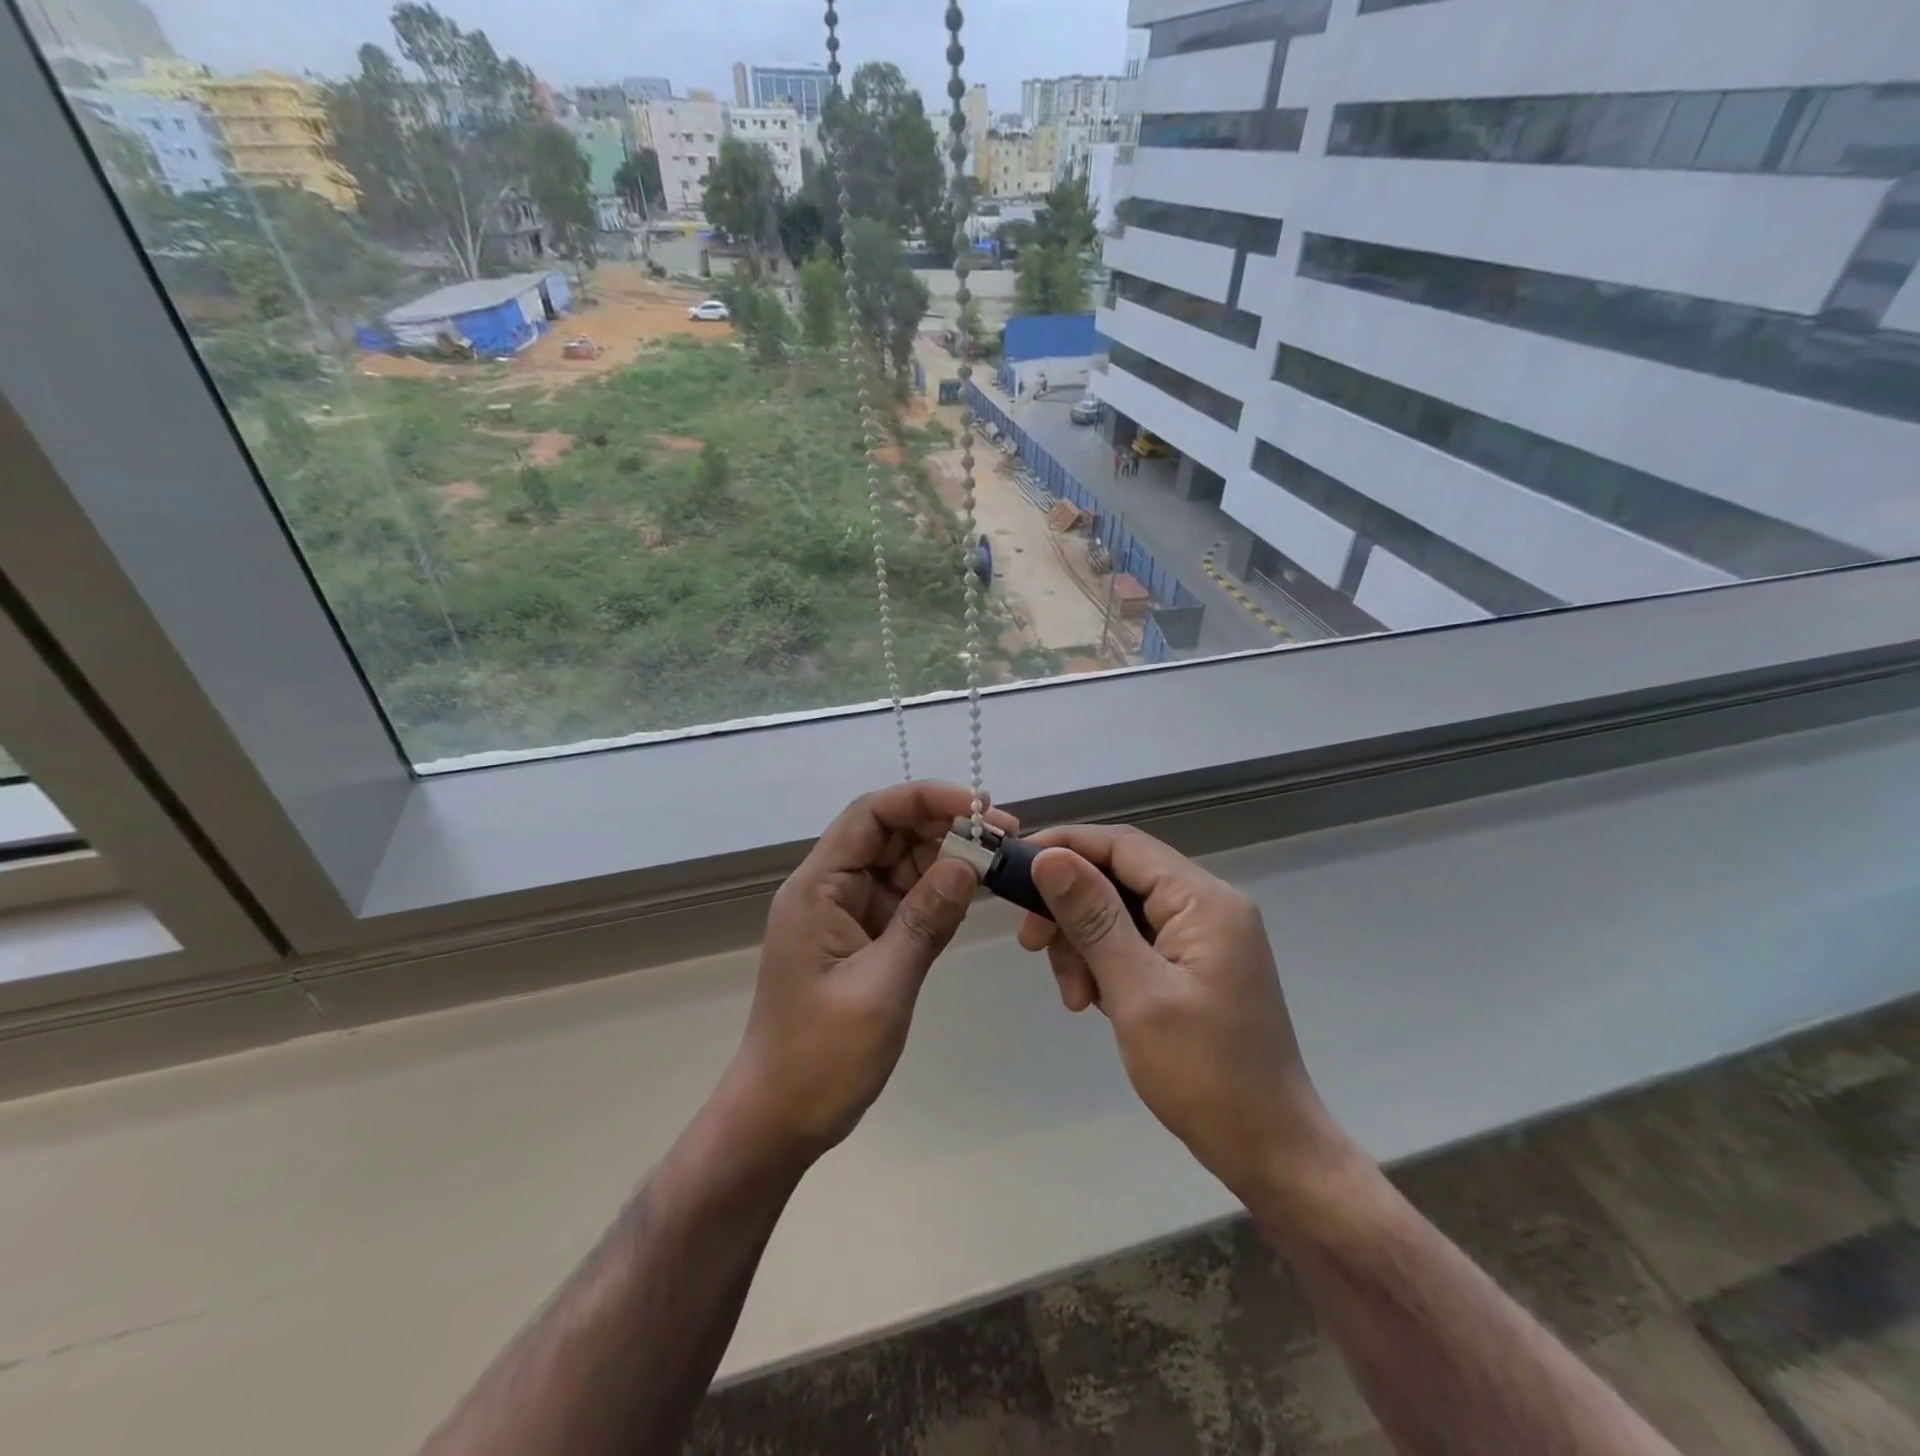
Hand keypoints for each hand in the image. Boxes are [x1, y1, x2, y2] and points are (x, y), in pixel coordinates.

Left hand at [720, 782, 1011, 1168]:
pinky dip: (940, 893)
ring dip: (948, 857)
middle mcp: (832, 889)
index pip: (871, 815)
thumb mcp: (881, 987)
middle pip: (890, 833)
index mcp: (818, 888)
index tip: (980, 806)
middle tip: (1006, 835)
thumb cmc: (820, 1057)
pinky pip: (907, 899)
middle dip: (945, 825)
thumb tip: (968, 863)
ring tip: (999, 861)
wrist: (780, 1119)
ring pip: (903, 863)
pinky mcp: (865, 938)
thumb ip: (925, 920)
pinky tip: (974, 892)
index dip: (925, 798)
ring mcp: (848, 913)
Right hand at [1017, 825, 1346, 1201]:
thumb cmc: (1205, 1074)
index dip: (1065, 846)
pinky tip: (1094, 1001)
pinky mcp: (1194, 965)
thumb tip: (1049, 857)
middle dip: (1070, 908)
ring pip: (1120, 912)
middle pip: (1119, 877)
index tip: (1014, 867)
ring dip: (1084, 945)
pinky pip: (1135, 942)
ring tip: (1076, 997)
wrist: (1270, 1152)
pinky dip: (1105, 964)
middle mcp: (1207, 905)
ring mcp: (1203, 936)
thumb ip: (1093, 919)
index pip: (1123, 845)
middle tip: (1032, 945)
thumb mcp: (1137, 993)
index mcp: (1204, 900)